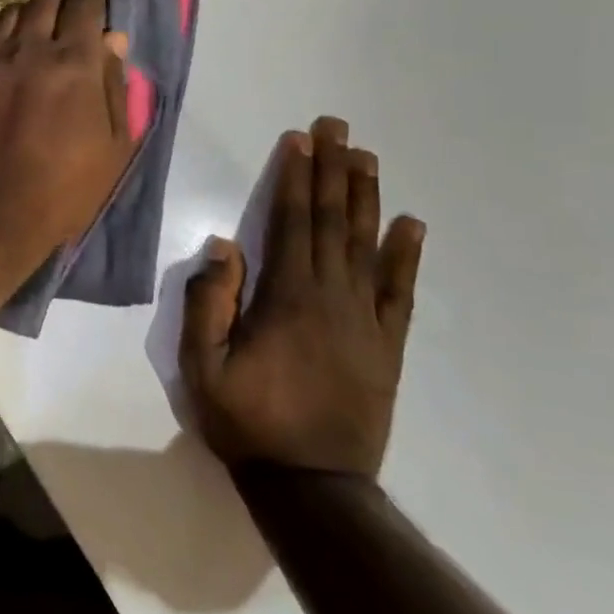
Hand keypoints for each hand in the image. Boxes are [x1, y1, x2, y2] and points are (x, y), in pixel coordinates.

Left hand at [0, 0, 135, 264]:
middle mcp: (29, 48)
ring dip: (28, 17)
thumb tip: (114, 40)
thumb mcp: (112, 148)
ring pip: (10, 14)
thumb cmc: (60, 190)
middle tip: (67, 15)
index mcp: (74, 62)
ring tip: (32, 35)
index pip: (86, 3)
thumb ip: (115, 87)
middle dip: (62, 0)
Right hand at [179, 116, 423, 478]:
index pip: (292, 223)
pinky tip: (411, 224)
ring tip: (367, 157)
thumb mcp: (202, 365)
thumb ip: (208, 302)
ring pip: (366, 247)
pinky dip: (406, 256)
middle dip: (332, 171)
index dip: (296, 179)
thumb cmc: (248, 421)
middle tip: (337, 127)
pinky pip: (400, 293)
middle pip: (332, 223)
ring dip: (365, 198)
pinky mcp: (387, 347)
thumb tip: (224, 244)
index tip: (300, 140)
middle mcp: (332, 298)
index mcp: (287, 299)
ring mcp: (366, 322)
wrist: (312, 487)